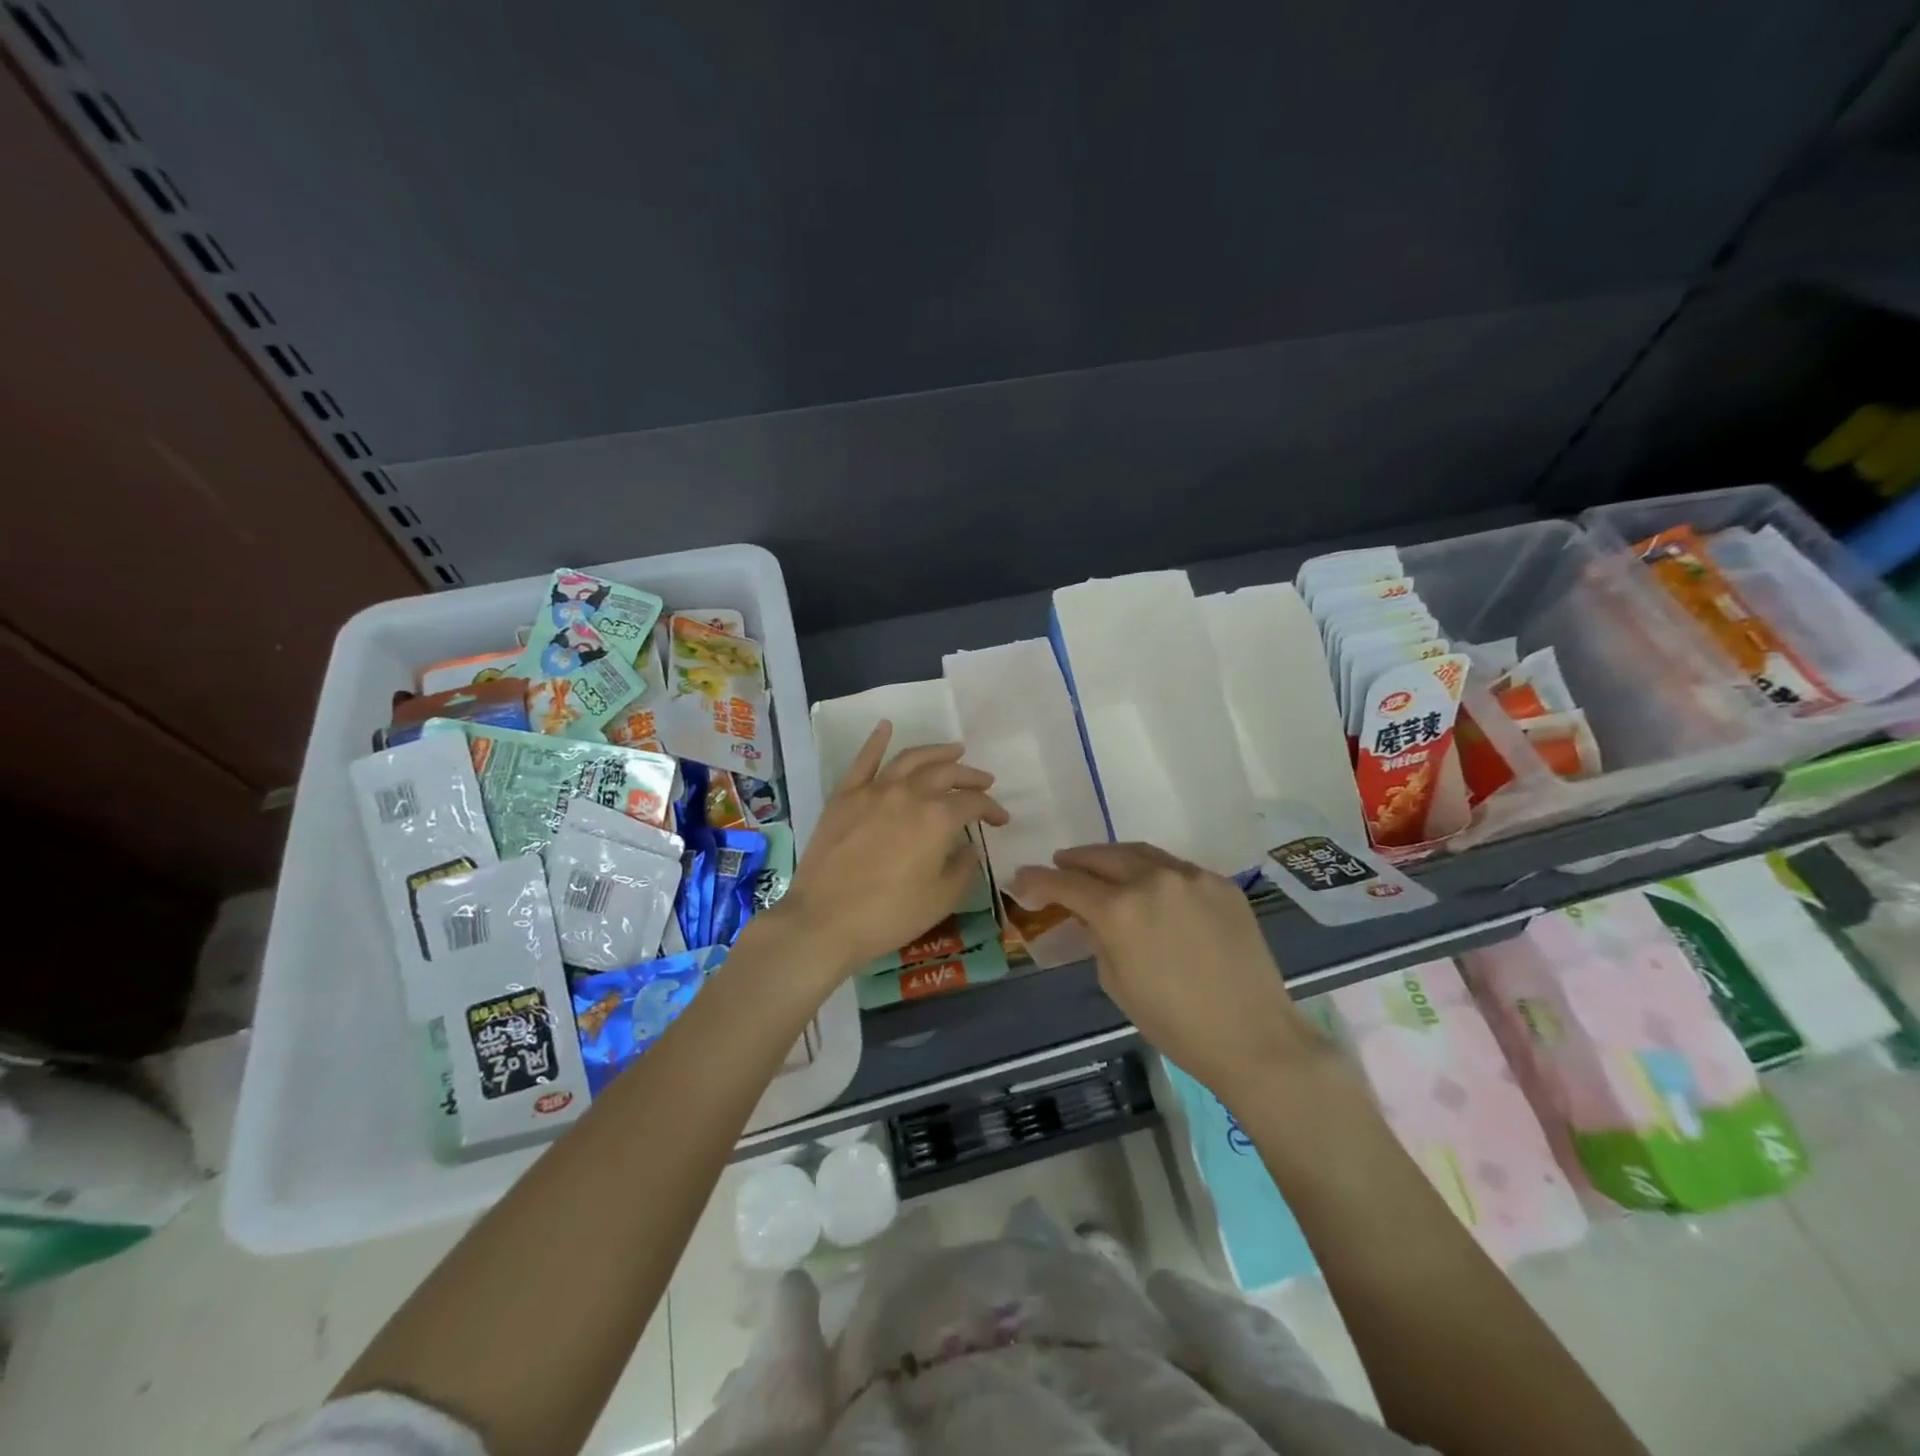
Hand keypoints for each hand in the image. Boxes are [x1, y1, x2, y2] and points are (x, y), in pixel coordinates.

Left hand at [771, 722, 1007, 980]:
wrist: (824, 920)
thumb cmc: (889, 915)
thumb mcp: (941, 899)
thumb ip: (963, 868)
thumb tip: (970, 847)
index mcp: (938, 818)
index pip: (973, 803)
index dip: (992, 809)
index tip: (1000, 820)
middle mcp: (909, 794)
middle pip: (946, 774)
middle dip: (970, 776)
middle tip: (984, 781)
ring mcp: (874, 790)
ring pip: (910, 759)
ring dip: (936, 751)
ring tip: (953, 750)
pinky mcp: (844, 796)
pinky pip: (863, 760)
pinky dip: (876, 740)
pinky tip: (886, 726)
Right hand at [1008, 843, 1330, 1100]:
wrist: (1252, 1036)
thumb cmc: (1174, 1022)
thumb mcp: (1116, 981)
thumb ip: (1097, 937)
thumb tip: (1089, 915)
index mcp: (1119, 910)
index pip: (1066, 883)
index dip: (1037, 880)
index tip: (1020, 880)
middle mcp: (1153, 880)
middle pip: (1101, 857)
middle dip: (1074, 861)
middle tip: (1059, 866)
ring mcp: (1191, 876)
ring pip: (1140, 853)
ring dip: (1112, 858)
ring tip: (1098, 867)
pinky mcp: (1221, 882)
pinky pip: (1176, 868)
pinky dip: (1152, 872)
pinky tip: (1149, 886)